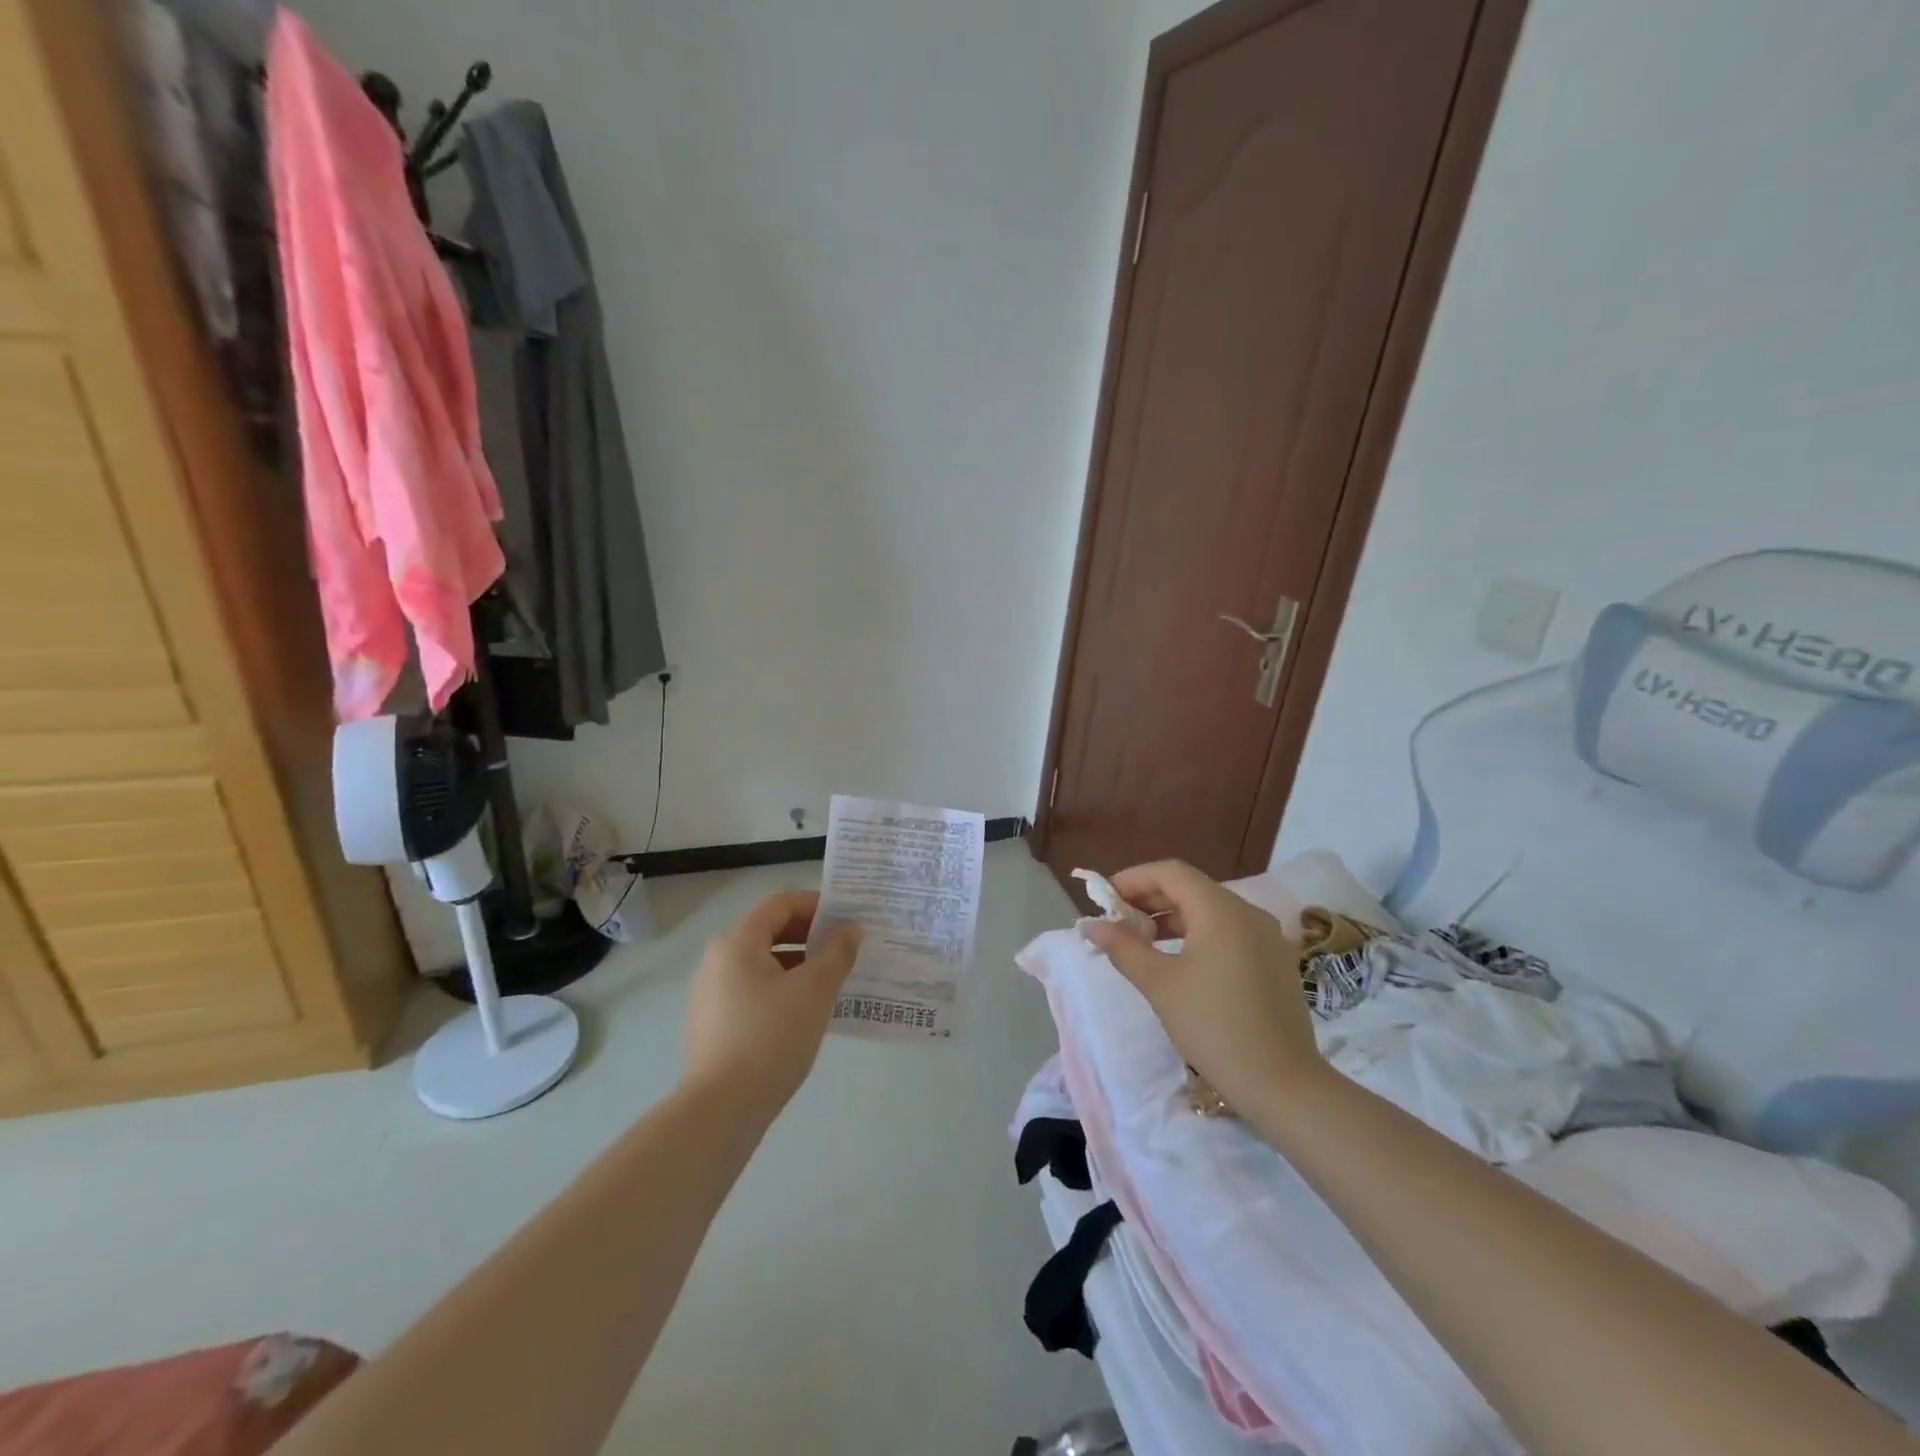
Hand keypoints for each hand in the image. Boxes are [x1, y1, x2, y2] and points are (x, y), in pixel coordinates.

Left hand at [682, 891, 862, 1111]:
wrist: (721, 1111)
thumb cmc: (770, 1037)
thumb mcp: (815, 990)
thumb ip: (837, 953)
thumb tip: (850, 929)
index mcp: (736, 943)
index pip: (780, 905)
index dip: (816, 904)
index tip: (847, 918)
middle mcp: (717, 962)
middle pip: (769, 933)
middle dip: (810, 937)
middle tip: (846, 949)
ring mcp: (711, 996)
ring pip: (763, 966)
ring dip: (799, 966)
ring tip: (833, 983)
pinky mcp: (713, 1026)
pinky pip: (754, 993)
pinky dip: (782, 991)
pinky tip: (807, 1014)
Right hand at [1079, 861, 1325, 1114]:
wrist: (1283, 1085)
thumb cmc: (1214, 1026)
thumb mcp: (1160, 984)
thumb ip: (1123, 947)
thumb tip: (1091, 925)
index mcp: (1221, 910)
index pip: (1170, 873)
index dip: (1133, 879)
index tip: (1104, 899)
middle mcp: (1248, 912)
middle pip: (1191, 888)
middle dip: (1150, 899)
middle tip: (1117, 921)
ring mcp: (1267, 937)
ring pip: (1210, 910)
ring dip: (1172, 918)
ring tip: (1140, 941)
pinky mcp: (1275, 961)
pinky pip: (1229, 931)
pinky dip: (1197, 934)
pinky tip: (1177, 960)